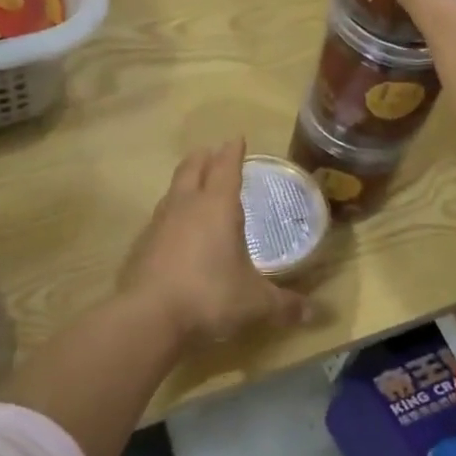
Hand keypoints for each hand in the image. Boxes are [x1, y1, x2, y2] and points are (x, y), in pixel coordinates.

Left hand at [119, 138, 310, 343]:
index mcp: (218, 207)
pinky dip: (171, 215)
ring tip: (193, 185)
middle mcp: (187, 206)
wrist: (148, 317)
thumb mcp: (255, 303)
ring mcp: (160, 224)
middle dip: (204, 157)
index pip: (226, 168)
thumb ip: (284, 305)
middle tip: (211, 151)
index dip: (233, 152)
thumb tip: (313, 314)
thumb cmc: (210, 296)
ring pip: (172, 191)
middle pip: (192, 169)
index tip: (237, 138)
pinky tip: (175, 230)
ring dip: (184, 183)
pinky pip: (159, 219)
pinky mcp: (142, 246)